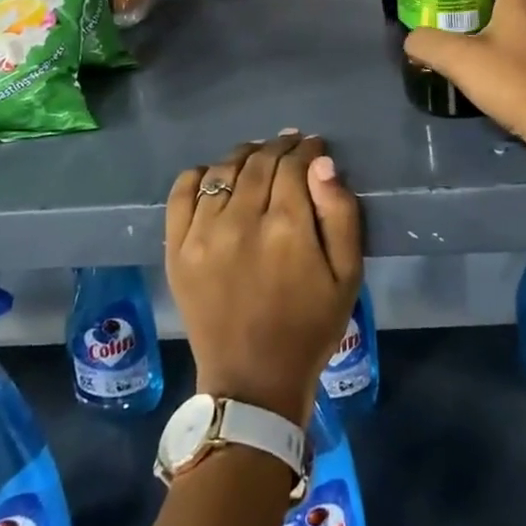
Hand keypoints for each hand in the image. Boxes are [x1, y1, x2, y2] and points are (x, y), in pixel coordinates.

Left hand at [166, 132, 363, 426]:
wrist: (252, 380)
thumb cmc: (309, 326)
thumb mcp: (348, 275)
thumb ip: (340, 213)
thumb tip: (322, 163)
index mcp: (287, 228)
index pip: (294, 165)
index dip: (307, 149)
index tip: (314, 146)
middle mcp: (241, 221)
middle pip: (260, 162)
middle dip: (280, 146)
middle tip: (290, 144)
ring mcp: (203, 234)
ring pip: (223, 170)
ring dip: (244, 155)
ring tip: (257, 156)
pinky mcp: (177, 249)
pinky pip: (182, 192)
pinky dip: (199, 174)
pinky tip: (215, 175)